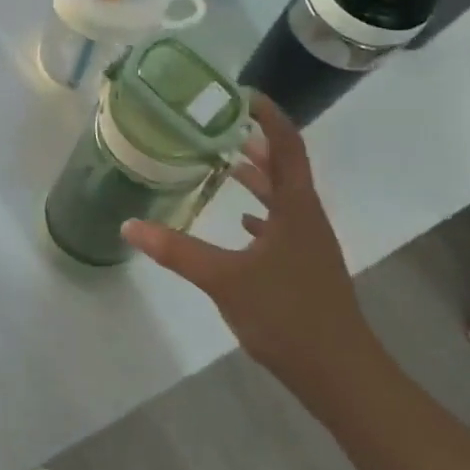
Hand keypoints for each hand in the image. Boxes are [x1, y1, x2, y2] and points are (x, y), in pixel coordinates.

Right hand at [123, 94, 379, 397]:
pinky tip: (241, 223)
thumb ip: (176, 250)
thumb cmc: (287, 316)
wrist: (341, 375)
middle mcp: (307, 219)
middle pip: (286, 168)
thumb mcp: (224, 279)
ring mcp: (309, 245)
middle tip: (220, 124)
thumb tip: (129, 225)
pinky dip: (261, 213)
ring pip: (284, 198)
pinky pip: (282, 226)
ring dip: (260, 177)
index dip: (270, 117)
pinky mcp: (304, 269)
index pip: (288, 147)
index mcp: (296, 209)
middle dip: (258, 142)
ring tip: (226, 162)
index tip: (243, 95)